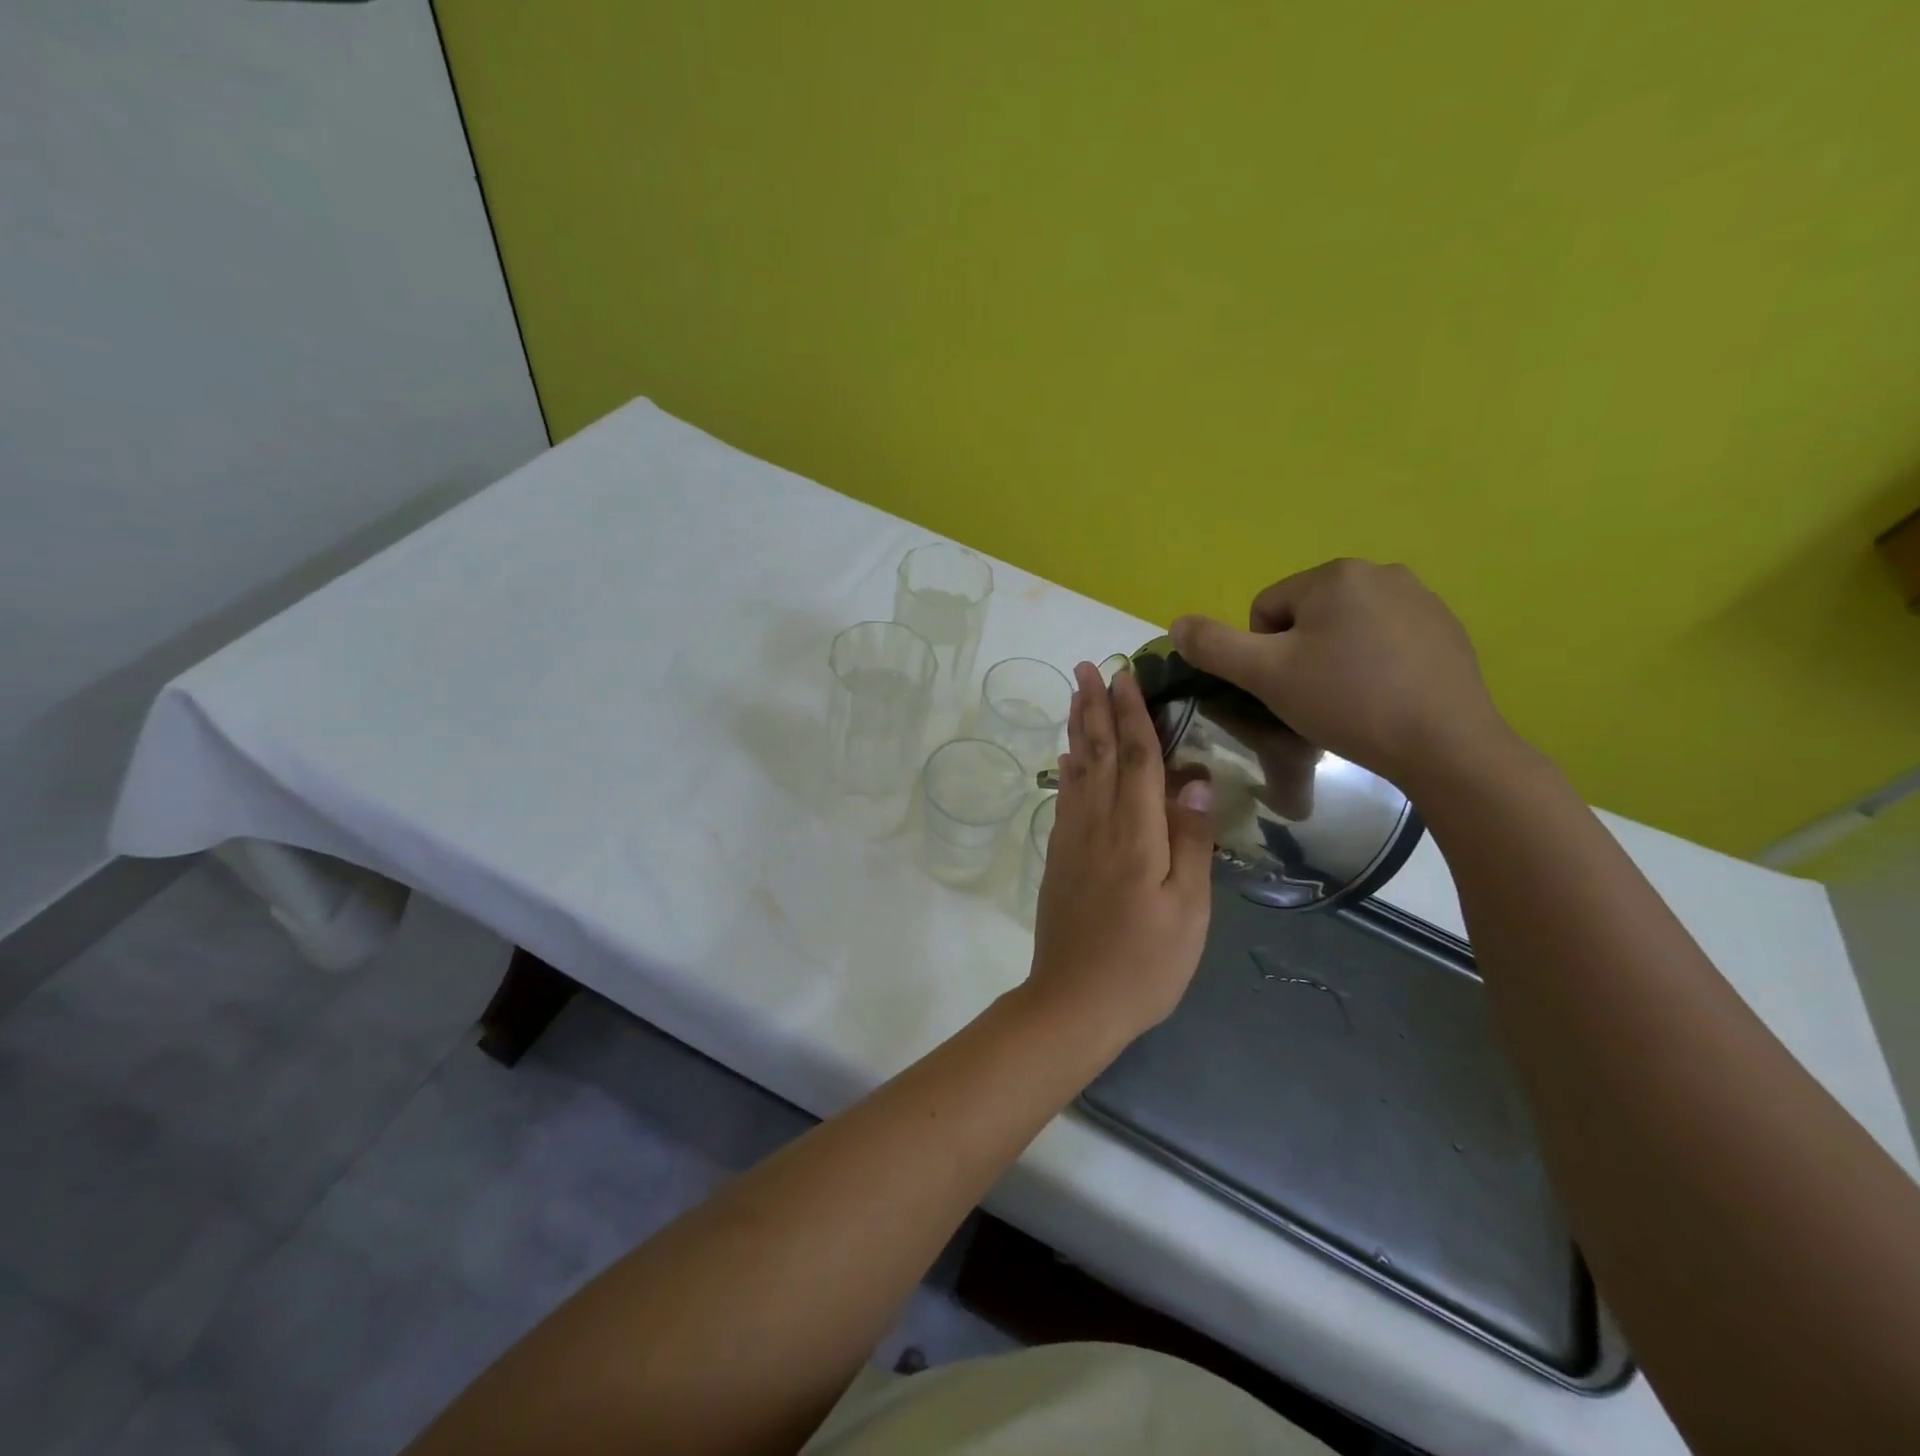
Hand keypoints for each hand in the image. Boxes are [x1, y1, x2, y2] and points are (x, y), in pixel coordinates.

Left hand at [1025, 663, 1214, 1045]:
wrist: (1073, 1002)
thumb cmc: (1144, 963)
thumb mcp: (1188, 909)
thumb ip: (1190, 840)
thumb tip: (1194, 778)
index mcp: (1135, 833)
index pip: (1137, 758)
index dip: (1132, 713)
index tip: (1124, 674)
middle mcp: (1097, 825)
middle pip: (1099, 754)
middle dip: (1094, 707)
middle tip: (1086, 667)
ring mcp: (1071, 840)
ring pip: (1076, 771)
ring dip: (1077, 729)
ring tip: (1075, 697)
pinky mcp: (1058, 858)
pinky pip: (1064, 799)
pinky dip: (1066, 771)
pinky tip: (1066, 759)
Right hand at [1170, 559, 1511, 792]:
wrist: (1445, 745)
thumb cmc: (1347, 702)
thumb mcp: (1266, 675)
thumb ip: (1214, 646)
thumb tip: (1177, 624)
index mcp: (1335, 575)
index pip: (1266, 610)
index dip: (1264, 655)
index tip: (1287, 688)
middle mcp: (1381, 572)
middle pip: (1306, 617)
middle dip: (1301, 655)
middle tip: (1315, 698)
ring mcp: (1422, 599)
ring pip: (1345, 630)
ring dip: (1335, 660)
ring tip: (1350, 702)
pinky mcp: (1447, 630)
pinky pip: (1385, 641)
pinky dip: (1374, 665)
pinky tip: (1384, 699)